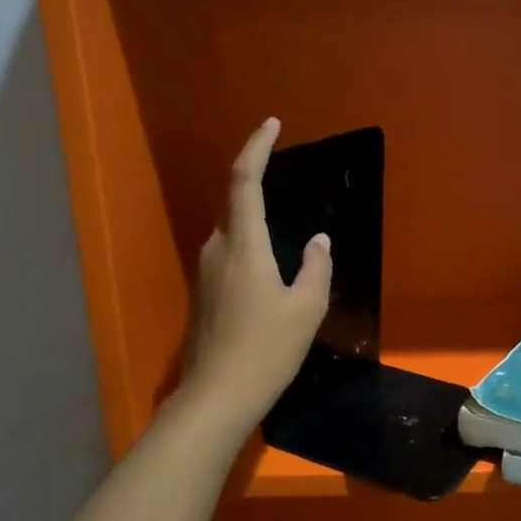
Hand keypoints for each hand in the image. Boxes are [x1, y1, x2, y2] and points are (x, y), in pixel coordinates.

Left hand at [182, 118, 331, 429]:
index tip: (272, 124)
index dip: (257, 147)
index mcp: (243, 244)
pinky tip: (269, 269)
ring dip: (254, 220)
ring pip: (231, 231)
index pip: (244, 179)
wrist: (217, 395)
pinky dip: (248, 246)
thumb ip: (315, 267)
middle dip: (257, 182)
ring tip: (284, 229)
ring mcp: (205, 272)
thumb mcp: (306, 308)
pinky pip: (227, 254)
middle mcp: (216, 248)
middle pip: (234, 203)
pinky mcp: (202, 293)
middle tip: (286, 177)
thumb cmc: (267, 349)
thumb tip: (318, 241)